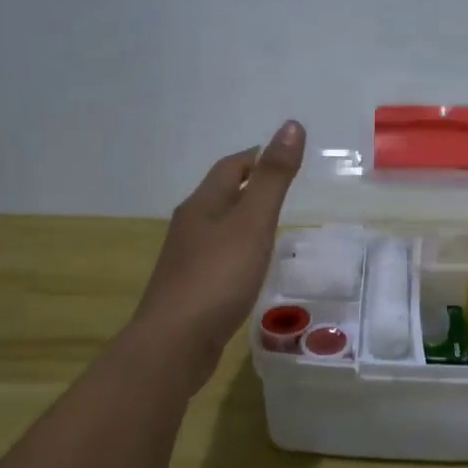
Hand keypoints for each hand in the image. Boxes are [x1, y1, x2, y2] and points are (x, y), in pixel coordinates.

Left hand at [132, 120, 306, 389]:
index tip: (282, 156)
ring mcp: (186, 259)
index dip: (256, 157)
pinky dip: (237, 251)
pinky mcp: (190, 289)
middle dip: (248, 186)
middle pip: (220, 195)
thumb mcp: (253, 222)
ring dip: (241, 220)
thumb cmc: (218, 277)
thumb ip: (273, 178)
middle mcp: (189, 226)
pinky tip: (249, 267)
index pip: (230, 167)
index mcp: (202, 204)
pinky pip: (217, 258)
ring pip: (217, 228)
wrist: (176, 342)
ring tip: (270, 225)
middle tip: (282, 188)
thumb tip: (291, 125)